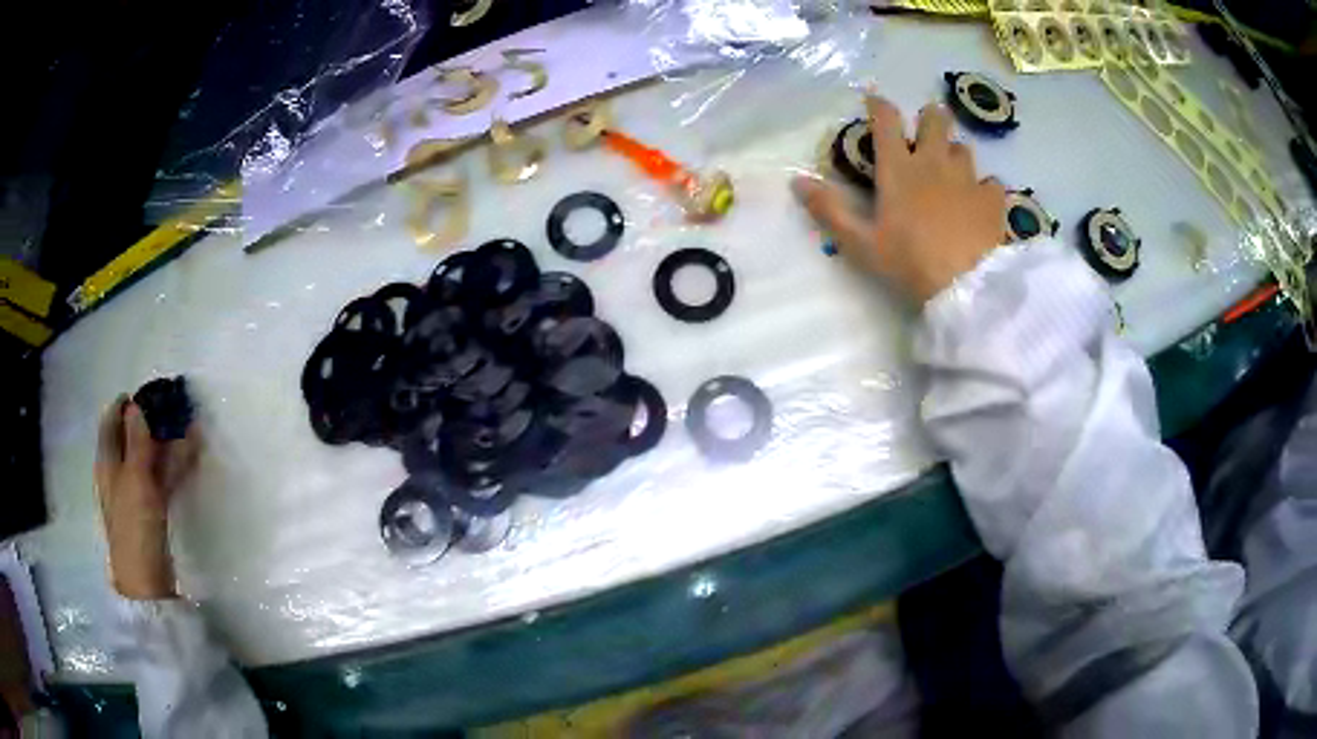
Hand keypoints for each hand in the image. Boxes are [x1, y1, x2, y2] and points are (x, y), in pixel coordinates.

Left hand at [94, 397, 200, 599]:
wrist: (146, 581)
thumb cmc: (134, 527)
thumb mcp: (135, 481)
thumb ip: (137, 443)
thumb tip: (136, 407)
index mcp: (107, 462)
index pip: (111, 421)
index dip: (126, 404)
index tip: (148, 392)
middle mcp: (119, 471)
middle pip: (132, 437)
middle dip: (150, 420)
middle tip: (173, 405)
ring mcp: (136, 491)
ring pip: (150, 456)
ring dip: (167, 441)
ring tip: (188, 424)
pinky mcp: (152, 508)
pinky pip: (162, 477)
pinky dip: (175, 464)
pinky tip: (192, 453)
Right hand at [793, 95, 1006, 303]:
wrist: (964, 287)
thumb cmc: (908, 262)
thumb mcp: (860, 243)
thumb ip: (829, 210)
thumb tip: (797, 181)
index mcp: (899, 168)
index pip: (886, 120)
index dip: (879, 104)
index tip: (874, 100)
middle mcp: (934, 162)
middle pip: (936, 119)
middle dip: (929, 118)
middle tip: (925, 131)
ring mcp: (968, 178)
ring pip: (963, 147)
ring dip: (955, 153)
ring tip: (952, 170)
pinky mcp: (992, 199)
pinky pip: (991, 182)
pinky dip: (984, 188)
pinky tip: (980, 202)